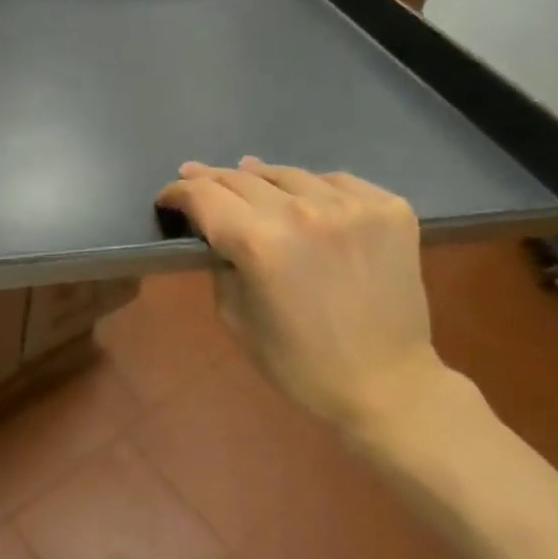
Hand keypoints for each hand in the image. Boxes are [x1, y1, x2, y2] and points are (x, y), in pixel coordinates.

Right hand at [157, 158, 452, 441]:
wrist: (387, 384)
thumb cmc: (300, 364)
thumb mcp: (236, 319)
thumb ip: (221, 265)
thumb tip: (218, 231)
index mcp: (258, 243)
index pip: (204, 195)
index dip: (178, 191)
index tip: (168, 196)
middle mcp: (303, 212)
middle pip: (242, 177)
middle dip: (212, 178)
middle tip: (195, 176)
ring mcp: (351, 206)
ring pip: (290, 174)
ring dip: (262, 178)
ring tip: (249, 177)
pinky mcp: (389, 208)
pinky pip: (338, 181)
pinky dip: (315, 188)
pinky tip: (309, 199)